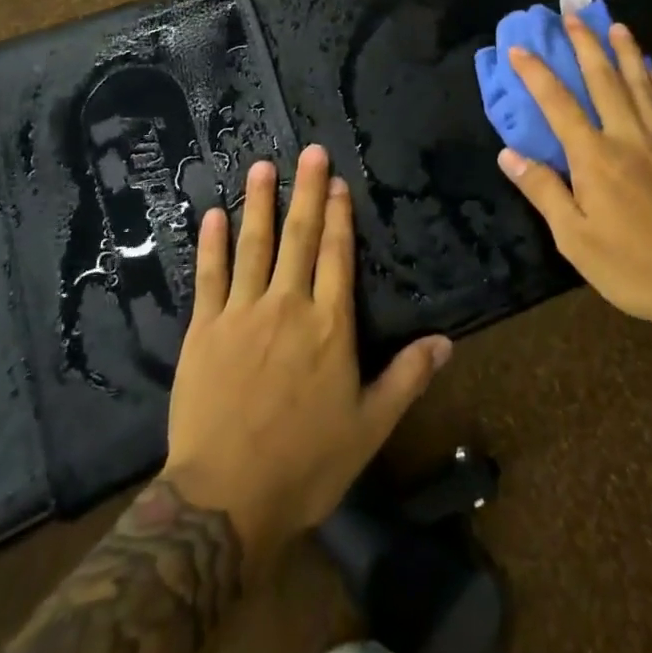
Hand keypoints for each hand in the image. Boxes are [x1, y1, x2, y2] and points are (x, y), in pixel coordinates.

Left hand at [161, 145, 452, 571]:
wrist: (225, 500)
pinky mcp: (204, 330)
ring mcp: (242, 314)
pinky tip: (212, 215)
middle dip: (307, 192)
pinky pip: (209, 277)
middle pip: (300, 238)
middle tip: (310, 152)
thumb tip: (447, 342)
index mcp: (330, 326)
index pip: (337, 256)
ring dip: (259, 203)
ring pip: (254, 246)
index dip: (339, 216)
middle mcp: (288, 307)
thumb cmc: (306, 464)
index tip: (338, 182)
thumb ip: (407, 378)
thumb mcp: (370, 426)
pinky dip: (211, 244)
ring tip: (262, 166)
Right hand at [497, 16, 651, 335]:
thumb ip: (544, 191)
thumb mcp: (575, 239)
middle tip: (573, 14)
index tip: (520, 48)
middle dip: (585, 44)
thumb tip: (509, 154)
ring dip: (625, 51)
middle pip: (604, 80)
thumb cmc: (632, 266)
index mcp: (595, 158)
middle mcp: (628, 137)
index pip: (558, 105)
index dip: (537, 74)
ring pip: (641, 83)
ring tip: (615, 24)